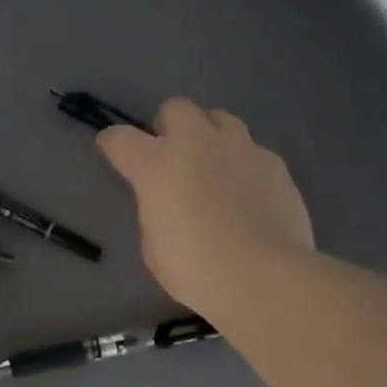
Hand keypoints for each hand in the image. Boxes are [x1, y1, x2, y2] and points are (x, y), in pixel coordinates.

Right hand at [97, 98, 313, 320]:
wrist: (263, 278)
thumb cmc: (196, 269)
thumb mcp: (154, 244)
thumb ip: (156, 209)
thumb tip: (168, 200)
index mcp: (157, 165)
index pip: (120, 138)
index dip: (112, 144)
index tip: (113, 152)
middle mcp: (197, 143)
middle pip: (176, 108)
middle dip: (169, 126)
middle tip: (172, 155)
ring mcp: (241, 148)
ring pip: (220, 119)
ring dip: (210, 136)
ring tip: (214, 167)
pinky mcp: (274, 163)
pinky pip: (252, 151)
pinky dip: (243, 165)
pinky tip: (248, 194)